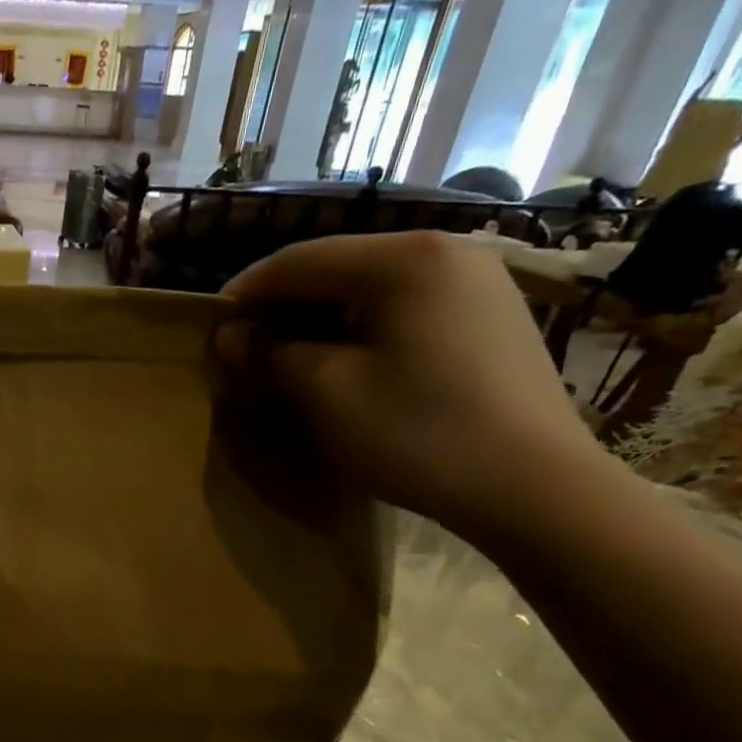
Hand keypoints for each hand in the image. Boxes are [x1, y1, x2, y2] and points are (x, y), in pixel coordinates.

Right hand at [216, 231, 609, 539]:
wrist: (534, 488)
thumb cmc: (418, 432)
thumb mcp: (326, 392)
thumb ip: (271, 353)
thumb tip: (231, 335)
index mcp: (404, 259)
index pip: (299, 260)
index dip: (245, 292)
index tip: (206, 328)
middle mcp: (445, 253)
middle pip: (337, 269)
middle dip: (281, 309)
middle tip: (241, 351)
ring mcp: (476, 284)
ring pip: (370, 291)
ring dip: (317, 323)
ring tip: (283, 362)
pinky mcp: (488, 320)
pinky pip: (403, 312)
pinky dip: (359, 333)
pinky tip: (341, 366)